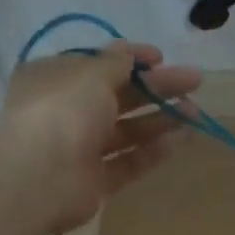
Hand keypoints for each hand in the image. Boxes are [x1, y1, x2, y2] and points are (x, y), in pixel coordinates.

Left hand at [0, 43, 200, 234]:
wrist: (39, 178)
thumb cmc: (62, 112)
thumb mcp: (91, 74)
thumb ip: (116, 63)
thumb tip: (130, 54)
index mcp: (57, 79)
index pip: (98, 65)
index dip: (131, 59)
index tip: (162, 58)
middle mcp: (68, 111)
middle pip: (120, 96)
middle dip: (157, 88)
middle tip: (194, 82)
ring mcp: (81, 148)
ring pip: (128, 130)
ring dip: (161, 119)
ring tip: (195, 114)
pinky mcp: (96, 180)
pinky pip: (129, 161)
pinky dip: (153, 151)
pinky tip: (181, 140)